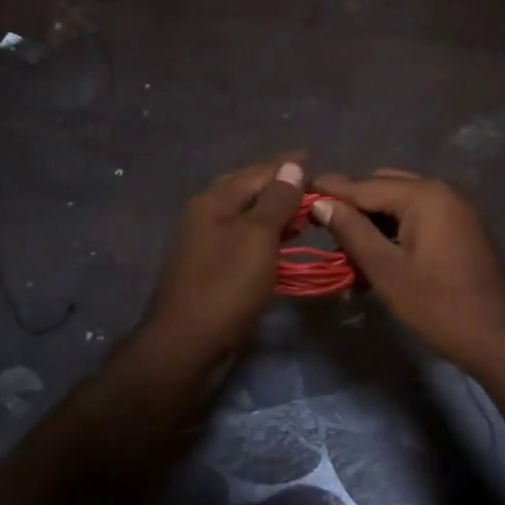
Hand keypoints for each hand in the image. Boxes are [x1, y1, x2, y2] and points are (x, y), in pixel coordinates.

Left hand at [139, 153, 306, 368]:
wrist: (187, 346)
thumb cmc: (226, 286)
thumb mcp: (257, 237)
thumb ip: (276, 200)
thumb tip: (292, 165)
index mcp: (214, 200)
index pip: (259, 171)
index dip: (288, 165)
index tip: (317, 158)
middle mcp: (207, 215)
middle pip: (250, 190)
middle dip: (282, 185)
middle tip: (316, 185)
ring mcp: (207, 243)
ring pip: (248, 216)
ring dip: (277, 212)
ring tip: (307, 213)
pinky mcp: (213, 269)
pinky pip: (246, 240)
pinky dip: (268, 236)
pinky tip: (285, 243)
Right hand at [310, 169, 504, 377]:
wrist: (502, 339)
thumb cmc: (439, 305)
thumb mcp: (387, 270)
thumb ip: (353, 232)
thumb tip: (321, 203)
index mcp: (424, 196)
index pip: (365, 185)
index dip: (330, 190)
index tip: (298, 191)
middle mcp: (441, 193)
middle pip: (383, 189)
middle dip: (353, 208)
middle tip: (323, 232)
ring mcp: (455, 211)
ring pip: (400, 207)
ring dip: (373, 225)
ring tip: (346, 256)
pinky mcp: (461, 231)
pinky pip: (418, 221)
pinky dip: (394, 235)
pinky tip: (375, 263)